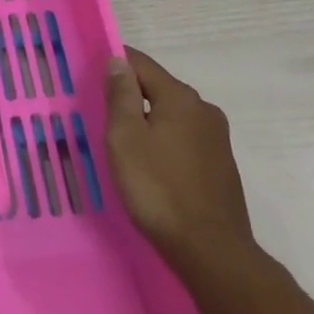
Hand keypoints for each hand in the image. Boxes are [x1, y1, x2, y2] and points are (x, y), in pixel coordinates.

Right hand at [105, 47, 256, 270]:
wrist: (211, 252)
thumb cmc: (158, 189)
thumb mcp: (126, 138)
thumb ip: (121, 95)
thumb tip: (118, 61)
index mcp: (180, 97)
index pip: (140, 63)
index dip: (114, 64)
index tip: (92, 79)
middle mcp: (204, 109)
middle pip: (158, 87)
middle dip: (131, 95)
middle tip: (103, 116)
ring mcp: (217, 138)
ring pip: (172, 114)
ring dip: (148, 121)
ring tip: (125, 144)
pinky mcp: (221, 164)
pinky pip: (184, 138)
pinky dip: (165, 141)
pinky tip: (152, 165)